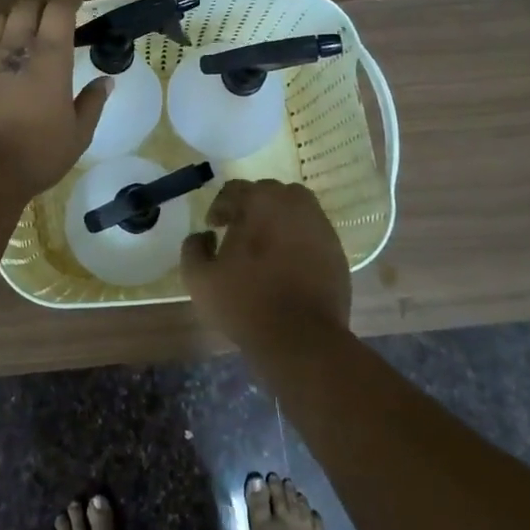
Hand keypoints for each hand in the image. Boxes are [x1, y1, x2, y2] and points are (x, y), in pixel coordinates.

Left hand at [0, 0, 110, 197]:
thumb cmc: (39, 153)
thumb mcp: (79, 133)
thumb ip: (93, 102)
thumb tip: (106, 81)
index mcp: (49, 58)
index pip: (58, 10)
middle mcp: (15, 50)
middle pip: (24, 7)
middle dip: (40, 5)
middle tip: (51, 17)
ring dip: (12, 19)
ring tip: (21, 32)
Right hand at [180, 179, 351, 351]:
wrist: (301, 339)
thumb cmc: (246, 303)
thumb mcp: (199, 279)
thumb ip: (193, 248)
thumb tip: (204, 236)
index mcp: (260, 201)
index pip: (234, 189)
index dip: (220, 207)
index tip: (214, 227)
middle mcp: (293, 203)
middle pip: (267, 193)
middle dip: (250, 208)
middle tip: (239, 233)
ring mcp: (319, 225)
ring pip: (294, 208)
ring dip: (278, 218)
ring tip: (267, 244)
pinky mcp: (336, 248)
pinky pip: (312, 231)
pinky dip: (299, 238)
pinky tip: (288, 262)